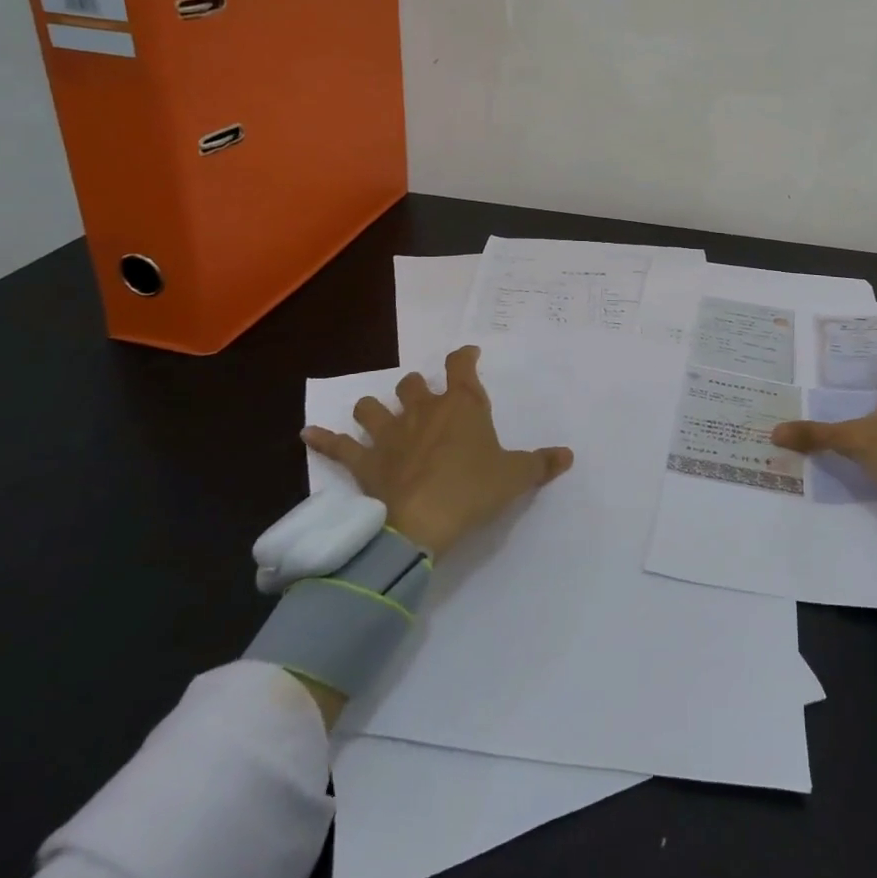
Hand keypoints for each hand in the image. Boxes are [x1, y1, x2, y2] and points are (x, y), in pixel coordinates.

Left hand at [300, 345, 572, 557]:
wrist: (420, 524)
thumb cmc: (472, 490)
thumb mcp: (515, 477)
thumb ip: (541, 464)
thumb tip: (568, 455)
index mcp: (460, 406)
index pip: (460, 366)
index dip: (464, 357)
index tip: (468, 354)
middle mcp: (422, 411)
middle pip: (412, 383)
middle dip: (417, 386)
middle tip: (427, 398)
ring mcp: (388, 434)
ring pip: (373, 406)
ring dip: (374, 407)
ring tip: (375, 412)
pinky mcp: (364, 462)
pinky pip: (337, 446)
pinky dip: (323, 440)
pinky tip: (308, 434)